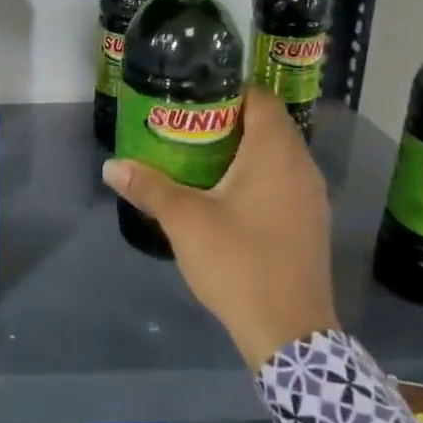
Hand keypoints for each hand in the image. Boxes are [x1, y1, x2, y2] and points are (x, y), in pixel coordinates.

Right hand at [103, 87, 337, 368]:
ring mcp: (311, 196)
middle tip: (186, 127)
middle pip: (268, 124)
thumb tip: (111, 166)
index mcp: (275, 153)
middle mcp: (301, 166)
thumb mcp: (184, 221)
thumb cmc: (238, 262)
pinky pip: (283, 181)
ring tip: (200, 157)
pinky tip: (227, 196)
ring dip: (244, 150)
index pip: (259, 98)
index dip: (226, 91)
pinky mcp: (310, 222)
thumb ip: (149, 187)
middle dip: (229, 120)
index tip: (191, 98)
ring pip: (277, 155)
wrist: (290, 332)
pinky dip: (257, 176)